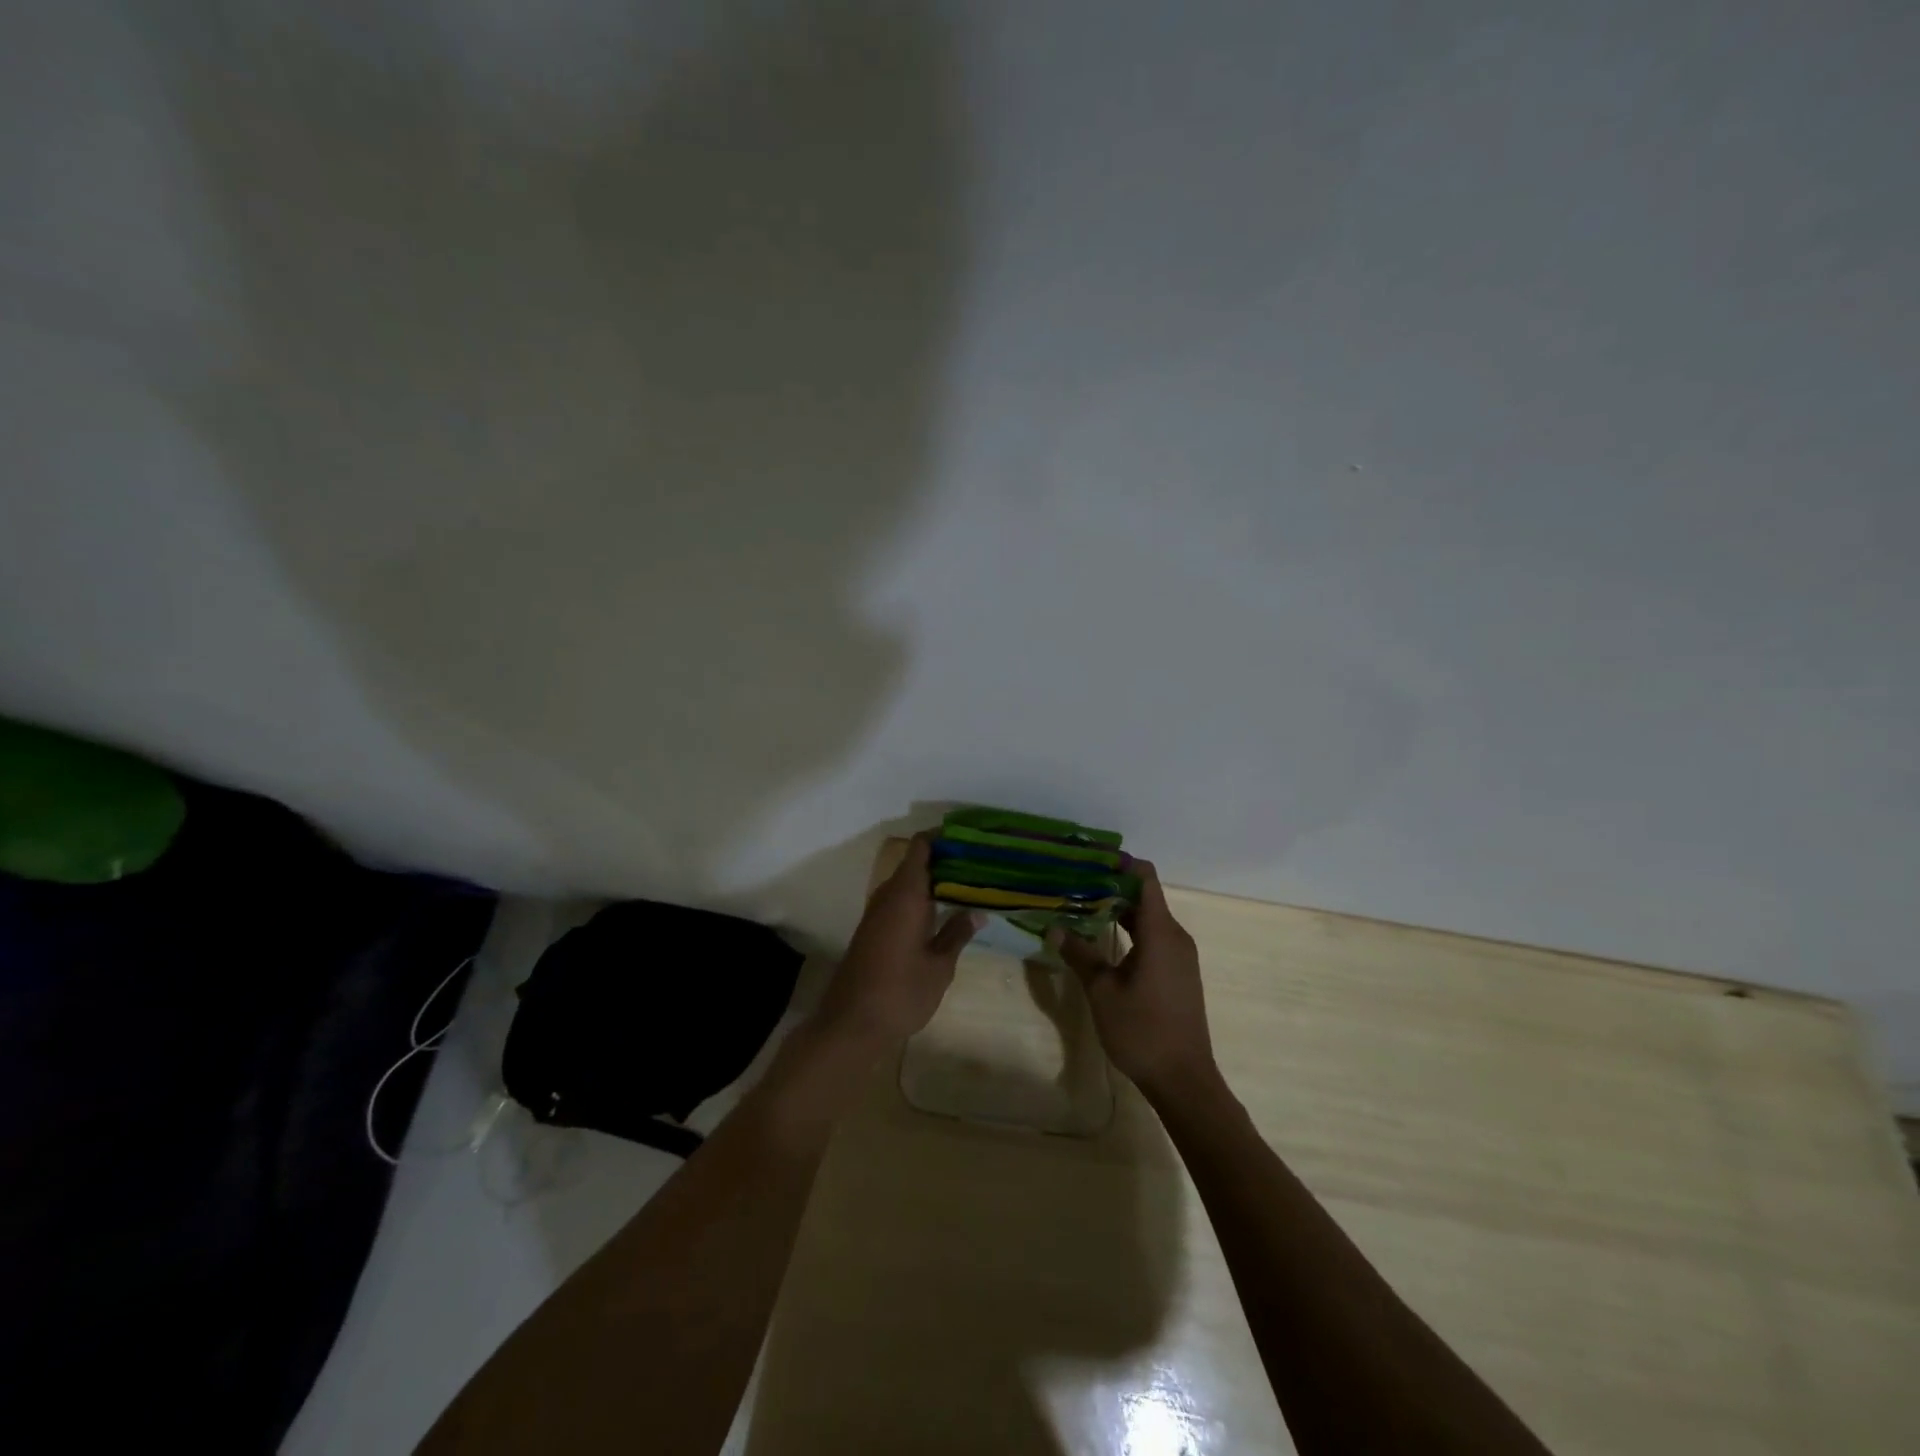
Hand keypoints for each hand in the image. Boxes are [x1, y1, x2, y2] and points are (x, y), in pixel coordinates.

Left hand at [815, 835, 980, 1054]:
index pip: (920, 847)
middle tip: (979, 864)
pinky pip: (899, 901)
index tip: (969, 838)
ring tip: (967, 886)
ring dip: (932, 881)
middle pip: (914, 863)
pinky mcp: (872, 930)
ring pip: (906, 883)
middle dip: (944, 860)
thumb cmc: (901, 992)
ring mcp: (876, 913)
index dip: (942, 837)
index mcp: (905, 895)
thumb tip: (977, 912)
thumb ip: (956, 934)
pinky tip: (941, 913)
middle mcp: (887, 896)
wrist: (851, 1024)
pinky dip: (920, 899)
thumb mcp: (939, 966)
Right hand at [1051, 861, 1217, 1102]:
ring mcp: (1180, 955)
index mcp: (1160, 932)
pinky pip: (1155, 937)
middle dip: (1111, 887)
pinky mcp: (1179, 972)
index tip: (1089, 859)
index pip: (1145, 879)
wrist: (1184, 1079)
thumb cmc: (1142, 1031)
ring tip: (1082, 907)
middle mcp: (1175, 936)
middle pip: (1145, 897)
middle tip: (1074, 884)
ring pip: (1149, 918)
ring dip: (1119, 910)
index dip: (1120, 864)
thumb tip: (1055, 928)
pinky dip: (1130, 930)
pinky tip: (1104, 939)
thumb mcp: (1102, 992)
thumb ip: (1080, 955)